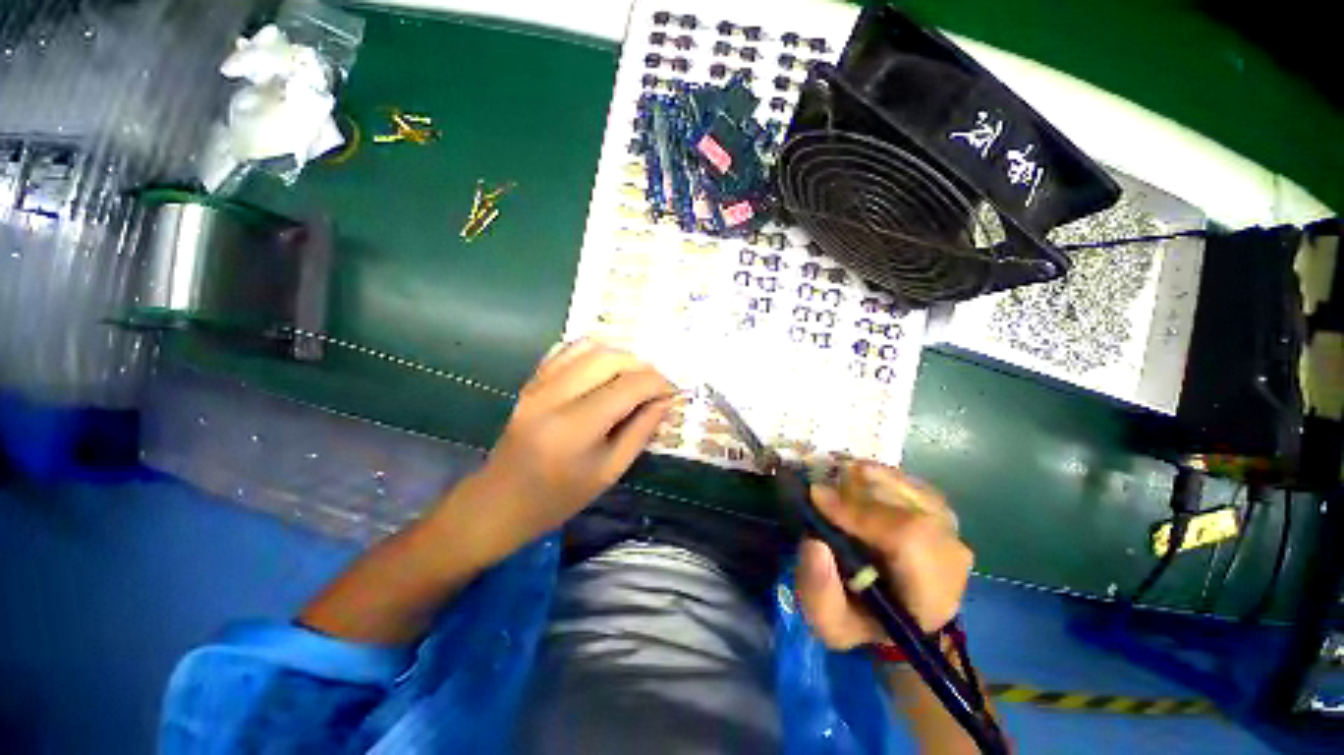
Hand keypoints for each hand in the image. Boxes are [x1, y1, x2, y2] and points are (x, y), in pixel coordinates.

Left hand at [455, 340, 674, 562]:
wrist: (500, 501)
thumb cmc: (559, 497)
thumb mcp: (610, 471)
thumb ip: (641, 431)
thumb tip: (665, 400)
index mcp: (576, 428)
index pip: (629, 386)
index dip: (658, 384)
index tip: (671, 393)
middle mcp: (554, 396)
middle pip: (610, 358)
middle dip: (642, 366)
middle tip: (655, 386)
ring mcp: (538, 384)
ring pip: (589, 347)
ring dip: (619, 356)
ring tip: (632, 377)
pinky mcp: (530, 381)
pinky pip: (566, 350)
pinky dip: (593, 353)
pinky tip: (603, 372)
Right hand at [796, 463, 971, 648]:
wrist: (899, 618)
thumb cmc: (864, 623)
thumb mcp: (831, 624)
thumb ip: (819, 592)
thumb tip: (814, 544)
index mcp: (930, 595)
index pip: (909, 539)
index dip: (860, 512)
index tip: (817, 498)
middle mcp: (951, 558)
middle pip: (910, 506)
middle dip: (860, 490)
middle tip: (823, 489)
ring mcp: (952, 531)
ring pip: (911, 490)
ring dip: (869, 480)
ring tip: (838, 482)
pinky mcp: (943, 514)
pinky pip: (911, 484)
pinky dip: (882, 477)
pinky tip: (859, 480)